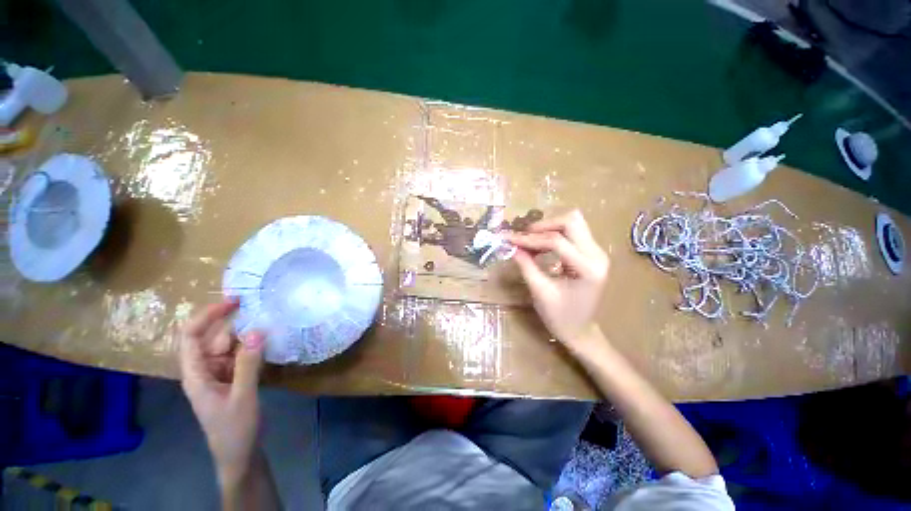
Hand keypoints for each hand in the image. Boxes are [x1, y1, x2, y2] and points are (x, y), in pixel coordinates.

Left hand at [179, 298, 265, 486]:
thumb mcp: (243, 396)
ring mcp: (219, 374)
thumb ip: (248, 364)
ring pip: (230, 346)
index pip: (192, 337)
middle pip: (213, 338)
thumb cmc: (235, 429)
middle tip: (261, 308)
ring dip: (247, 335)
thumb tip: (257, 330)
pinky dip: (253, 347)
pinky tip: (268, 342)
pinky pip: (241, 356)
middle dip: (233, 322)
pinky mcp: (233, 378)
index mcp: (196, 374)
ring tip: (269, 322)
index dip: (208, 316)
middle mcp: (204, 370)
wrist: (240, 453)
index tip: (233, 302)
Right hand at [506, 210, 608, 350]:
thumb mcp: (540, 292)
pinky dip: (552, 234)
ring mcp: (597, 252)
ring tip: (528, 241)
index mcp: (588, 268)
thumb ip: (526, 266)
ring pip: (572, 223)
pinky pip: (572, 232)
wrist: (581, 331)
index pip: (556, 241)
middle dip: (542, 226)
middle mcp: (597, 255)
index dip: (529, 239)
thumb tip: (511, 246)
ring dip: (547, 228)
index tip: (508, 238)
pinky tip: (539, 245)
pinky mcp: (591, 253)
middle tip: (522, 237)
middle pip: (571, 221)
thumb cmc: (560, 317)